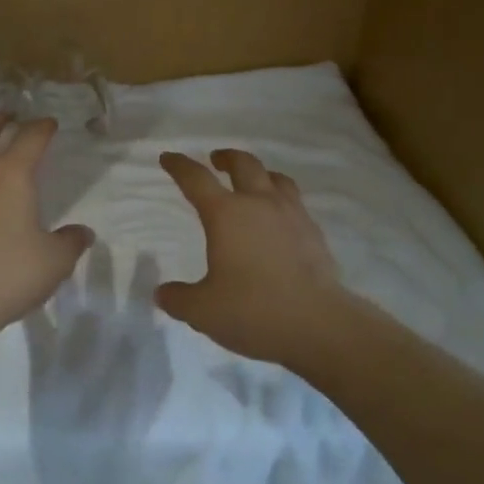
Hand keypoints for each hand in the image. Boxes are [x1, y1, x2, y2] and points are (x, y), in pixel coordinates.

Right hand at [156, 149, 349, 366]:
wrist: (319, 325)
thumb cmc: (254, 311)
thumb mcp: (203, 311)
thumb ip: (179, 299)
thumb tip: (163, 293)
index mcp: (225, 214)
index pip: (196, 179)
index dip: (179, 166)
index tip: (168, 158)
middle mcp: (258, 204)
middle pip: (243, 164)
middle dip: (226, 157)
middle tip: (216, 160)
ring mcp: (291, 215)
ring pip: (275, 178)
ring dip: (259, 173)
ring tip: (253, 181)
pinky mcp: (314, 232)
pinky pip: (295, 202)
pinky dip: (281, 199)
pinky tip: (279, 218)